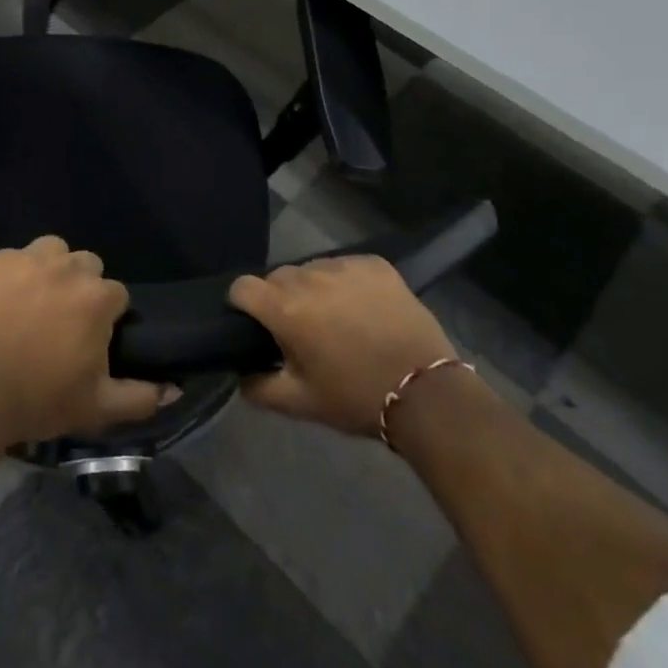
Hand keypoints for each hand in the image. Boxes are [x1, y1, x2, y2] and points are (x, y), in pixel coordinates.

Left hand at [0, 236, 164, 448]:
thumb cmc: (38, 399)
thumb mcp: (96, 408)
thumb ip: (140, 397)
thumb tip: (174, 388)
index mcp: (96, 299)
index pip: (116, 294)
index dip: (106, 317)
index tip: (90, 339)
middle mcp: (66, 268)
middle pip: (86, 266)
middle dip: (81, 287)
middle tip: (62, 320)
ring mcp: (26, 259)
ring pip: (52, 250)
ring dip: (51, 269)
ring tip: (35, 300)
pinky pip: (14, 256)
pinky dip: (14, 273)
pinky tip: (2, 299)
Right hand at [228, 255, 456, 437]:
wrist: (427, 394)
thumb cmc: (356, 397)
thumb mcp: (300, 403)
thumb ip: (258, 387)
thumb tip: (240, 373)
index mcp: (285, 308)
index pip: (242, 287)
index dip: (242, 305)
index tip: (256, 324)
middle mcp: (309, 277)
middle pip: (277, 277)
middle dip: (281, 299)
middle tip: (302, 330)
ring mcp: (344, 266)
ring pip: (311, 270)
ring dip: (314, 289)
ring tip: (336, 318)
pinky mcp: (374, 264)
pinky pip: (345, 266)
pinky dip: (346, 283)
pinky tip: (363, 308)